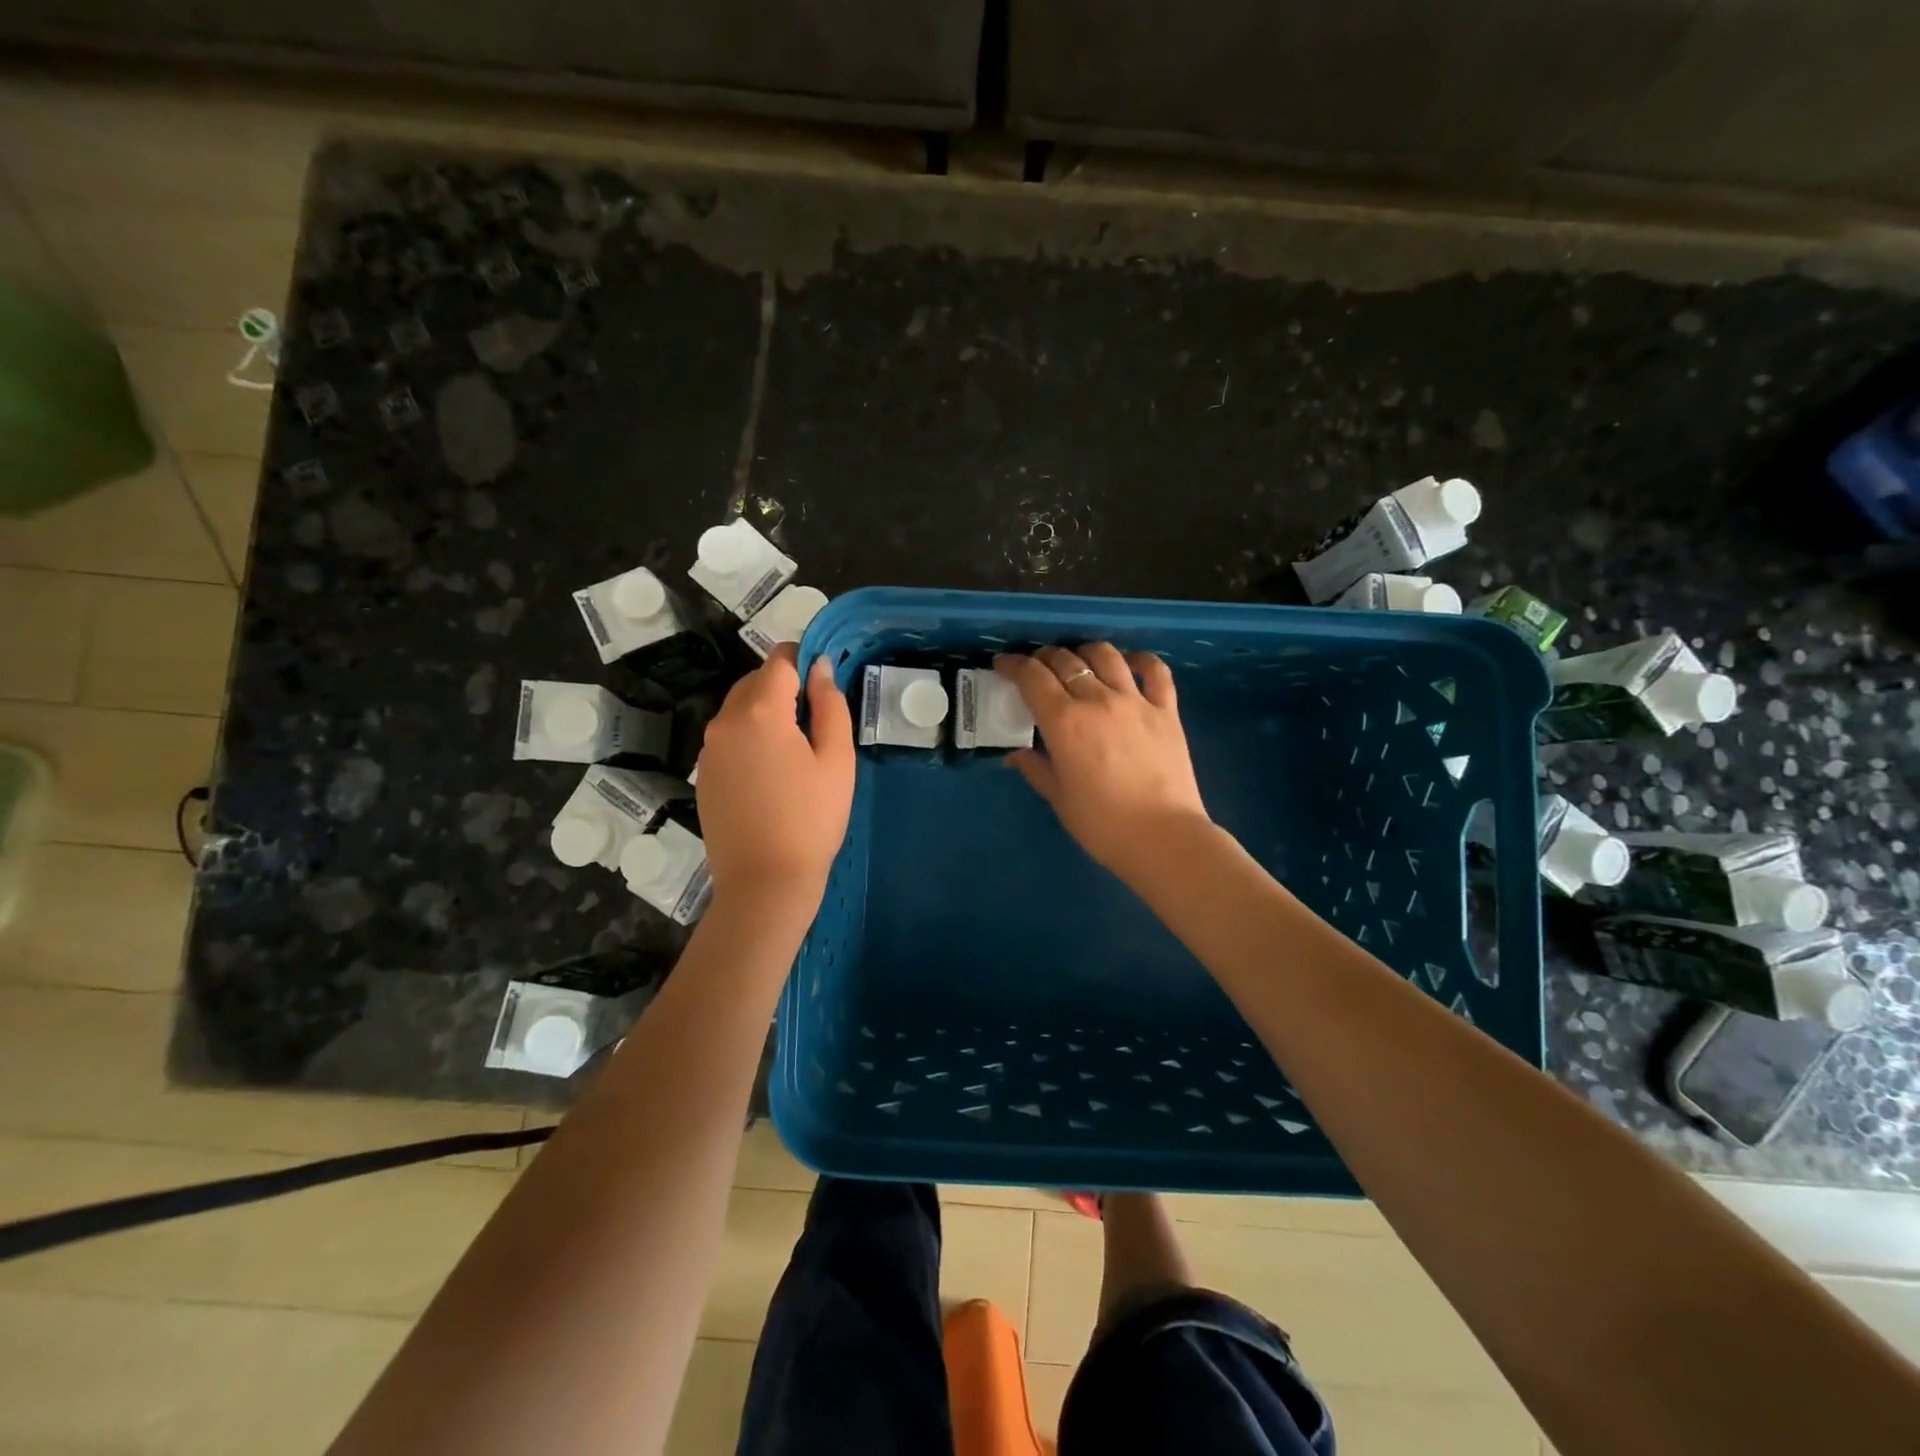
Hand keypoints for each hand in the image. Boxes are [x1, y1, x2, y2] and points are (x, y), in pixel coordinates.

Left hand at [696, 644, 854, 910]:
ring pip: (740, 710)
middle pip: (755, 682)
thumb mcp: (836, 759)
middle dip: (785, 687)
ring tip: (798, 750)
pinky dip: (751, 738)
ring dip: (767, 713)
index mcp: (760, 711)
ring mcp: (709, 749)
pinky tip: (773, 773)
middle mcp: (725, 721)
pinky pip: (729, 738)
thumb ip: (830, 704)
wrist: (765, 882)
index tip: (825, 680)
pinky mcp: (704, 774)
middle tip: (818, 721)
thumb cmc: (812, 819)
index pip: (779, 660)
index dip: (804, 659)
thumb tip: (820, 666)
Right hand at [995, 644, 1209, 879]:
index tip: (1003, 666)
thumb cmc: (1102, 824)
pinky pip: (1156, 671)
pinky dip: (1141, 660)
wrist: (1163, 838)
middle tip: (1036, 669)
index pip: (1032, 677)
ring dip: (1085, 652)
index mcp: (1064, 722)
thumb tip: (1016, 754)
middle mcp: (1097, 700)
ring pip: (1106, 655)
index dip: (1013, 665)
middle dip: (1044, 658)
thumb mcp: (1058, 798)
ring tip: (1079, 661)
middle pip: (1065, 660)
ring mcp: (1136, 701)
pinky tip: (1130, 664)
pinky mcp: (1167, 710)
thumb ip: (1035, 768)